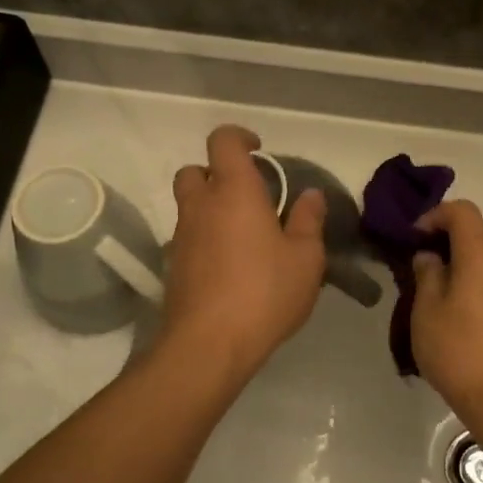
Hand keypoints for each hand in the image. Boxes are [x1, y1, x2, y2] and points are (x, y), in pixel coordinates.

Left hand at [165, 125, 326, 380]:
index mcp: (235, 191)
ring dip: (210, 208)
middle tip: (247, 195)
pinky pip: (187, 238)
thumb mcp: (305, 258)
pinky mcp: (173, 266)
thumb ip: (308, 220)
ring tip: (244, 235)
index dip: (239, 137)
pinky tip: (229, 266)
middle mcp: (201, 205)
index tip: (259, 150)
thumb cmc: (265, 292)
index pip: (223, 141)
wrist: (209, 344)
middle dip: (216, 174)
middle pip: (194, 170)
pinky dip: (204, 239)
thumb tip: (310, 195)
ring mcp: (181, 236)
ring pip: (189, 205)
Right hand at [411, 201, 482, 425]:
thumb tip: (429, 256)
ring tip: (436, 285)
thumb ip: (426, 272)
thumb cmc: (457, 348)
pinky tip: (460, 303)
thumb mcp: (426, 309)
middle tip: (419, 261)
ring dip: (462, 259)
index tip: (412, 238)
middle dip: (446, 238)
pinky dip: (477, 276)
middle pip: (475, 230)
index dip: (433, 216)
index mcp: (482, 251)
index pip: (460, 210)